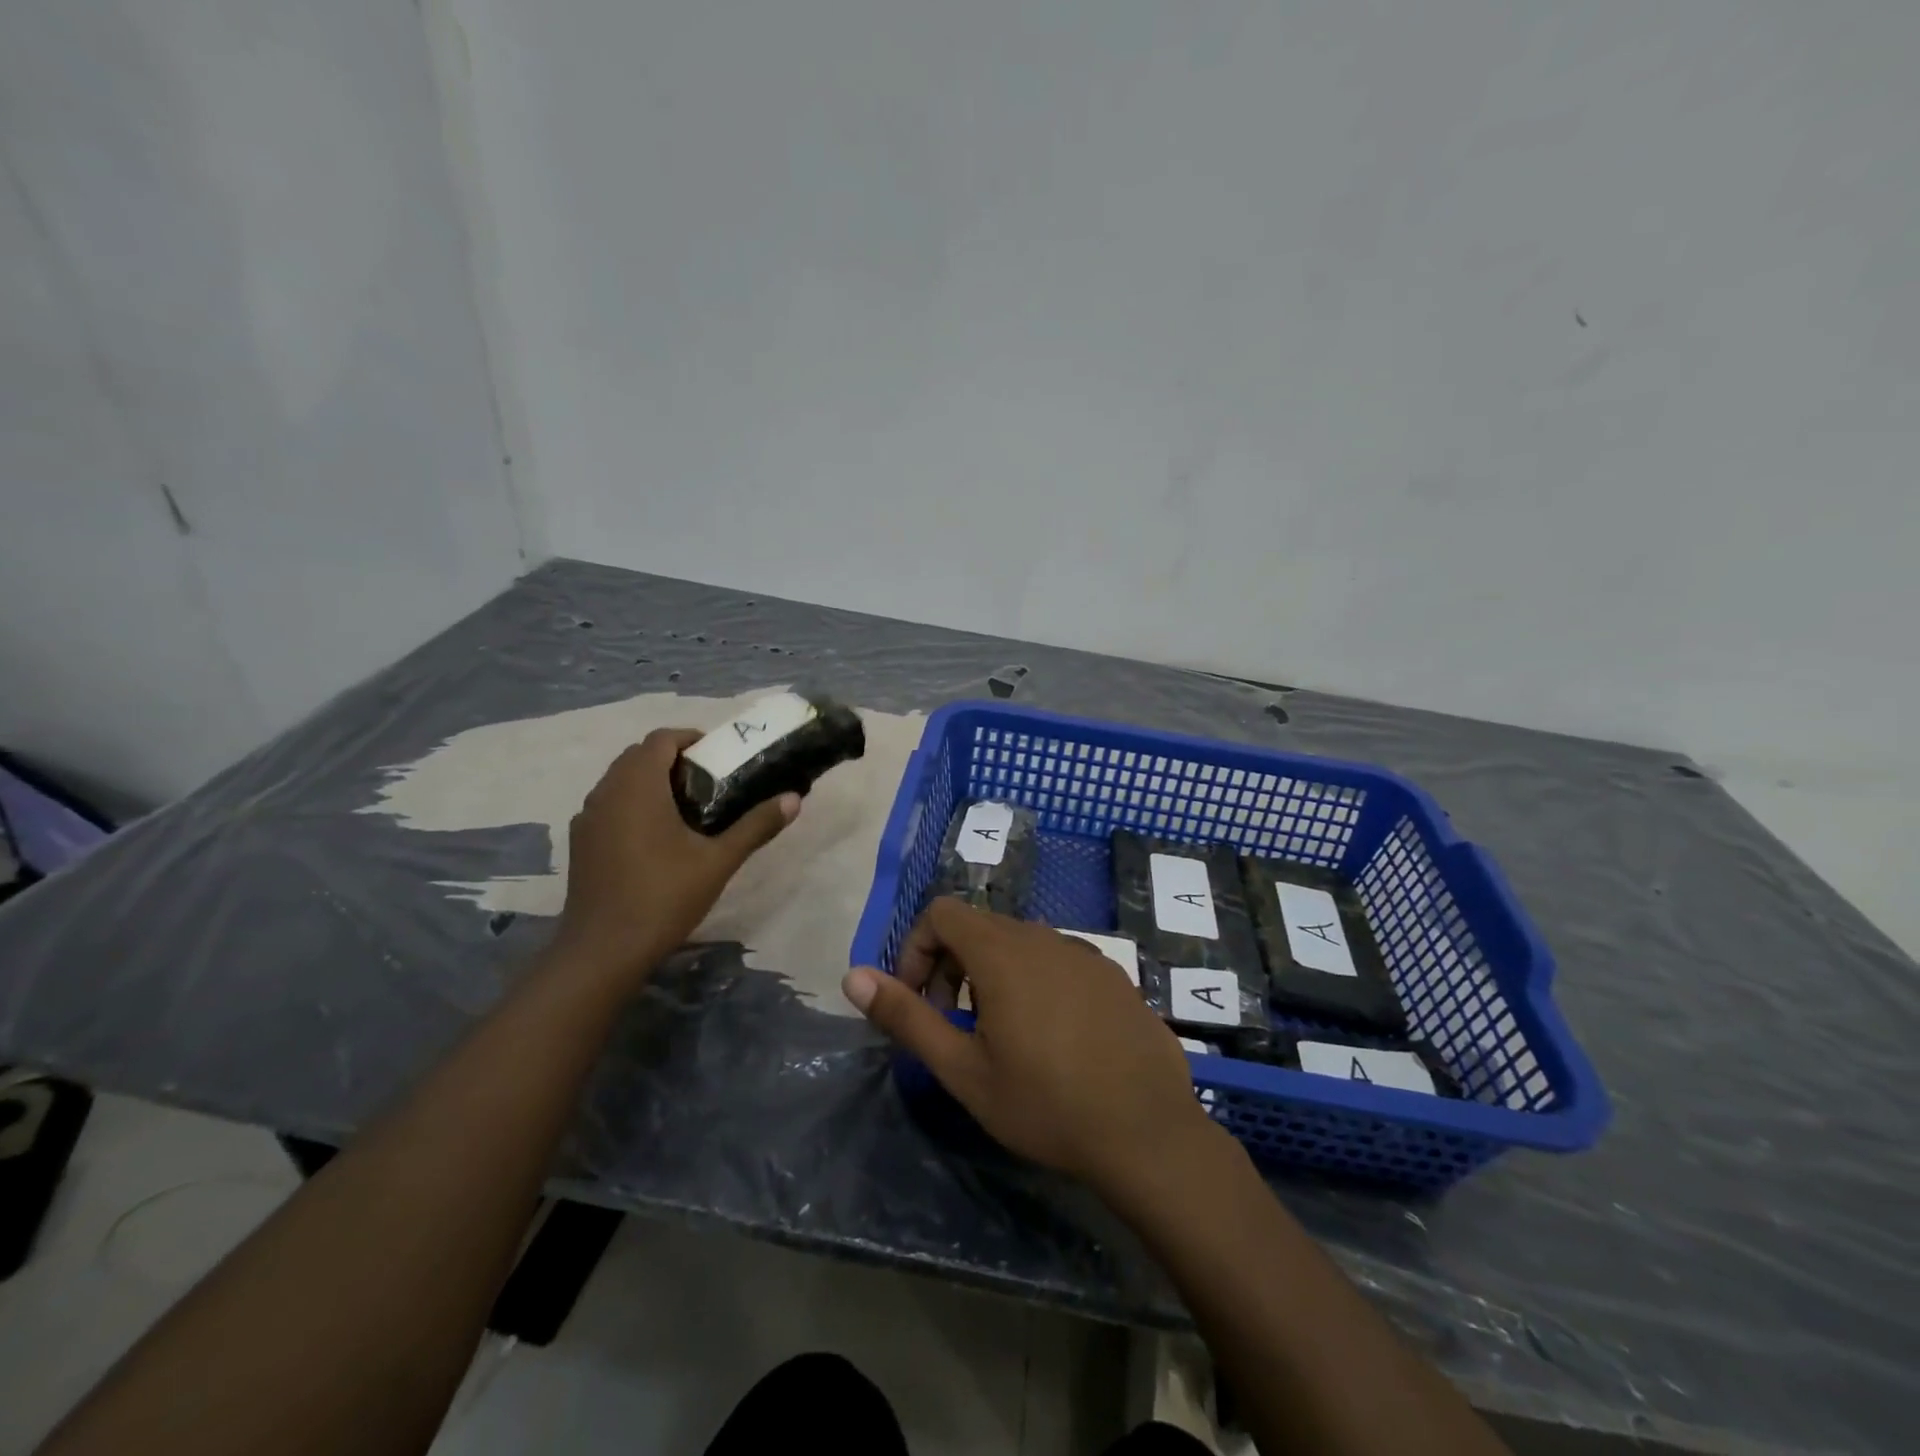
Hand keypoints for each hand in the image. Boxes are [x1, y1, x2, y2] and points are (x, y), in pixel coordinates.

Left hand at [551, 729, 798, 984]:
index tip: (719, 756)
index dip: (691, 739)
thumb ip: (756, 825)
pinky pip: (609, 805)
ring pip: (620, 781)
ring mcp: (587, 818)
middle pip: (638, 756)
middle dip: (673, 759)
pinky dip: (632, 805)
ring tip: (686, 808)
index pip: (661, 738)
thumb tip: (794, 799)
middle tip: (708, 781)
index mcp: (637, 786)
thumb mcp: (719, 861)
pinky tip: (655, 837)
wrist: (602, 951)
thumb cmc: (663, 897)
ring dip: (650, 781)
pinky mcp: (580, 842)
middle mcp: (606, 792)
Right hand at [842, 899, 1217, 1191]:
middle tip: (954, 1025)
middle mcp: (1043, 937)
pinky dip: (1034, 981)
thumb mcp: (963, 1070)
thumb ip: (906, 1017)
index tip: (922, 1003)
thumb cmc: (1046, 1104)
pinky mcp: (1112, 974)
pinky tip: (1052, 1038)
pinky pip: (1057, 959)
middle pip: (978, 925)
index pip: (941, 912)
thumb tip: (852, 977)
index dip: (918, 950)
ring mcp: (1084, 953)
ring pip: (1019, 942)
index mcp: (1003, 951)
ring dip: (992, 974)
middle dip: (951, 965)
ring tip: (1001, 1035)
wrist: (1147, 1132)